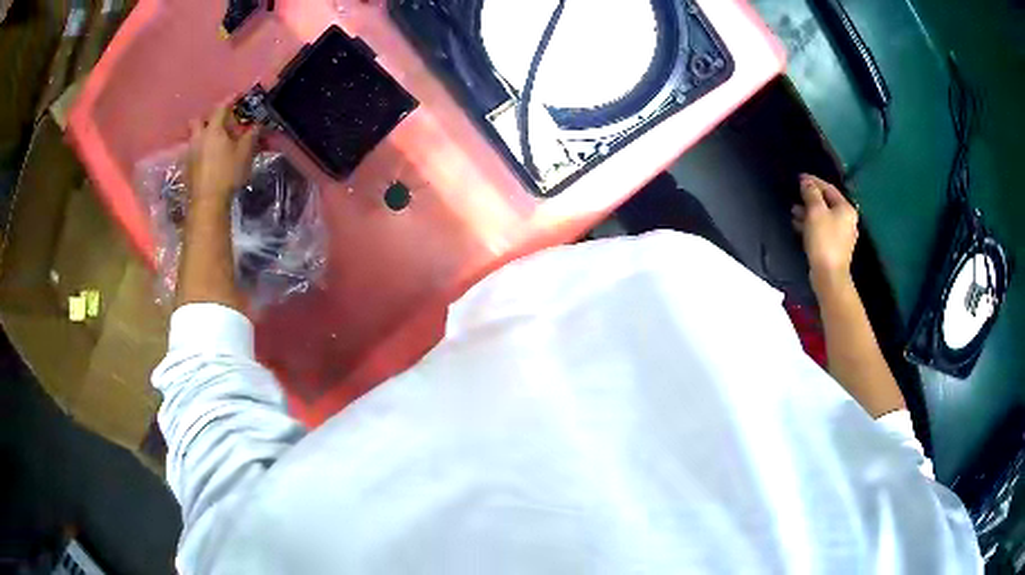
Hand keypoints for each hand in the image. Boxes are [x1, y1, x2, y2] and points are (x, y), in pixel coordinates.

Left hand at [187, 103, 258, 210]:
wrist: (207, 202)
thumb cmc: (227, 174)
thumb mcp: (244, 153)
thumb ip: (250, 136)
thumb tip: (256, 125)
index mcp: (213, 130)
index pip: (221, 108)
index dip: (230, 100)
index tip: (237, 95)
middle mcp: (198, 138)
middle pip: (199, 120)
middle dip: (207, 118)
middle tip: (218, 122)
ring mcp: (190, 153)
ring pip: (193, 137)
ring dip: (201, 134)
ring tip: (212, 141)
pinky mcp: (186, 168)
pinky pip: (192, 152)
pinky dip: (199, 150)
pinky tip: (207, 157)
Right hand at [792, 174, 858, 291]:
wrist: (829, 276)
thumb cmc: (824, 240)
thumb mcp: (815, 211)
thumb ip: (811, 193)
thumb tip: (806, 181)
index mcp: (846, 209)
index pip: (828, 188)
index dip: (813, 182)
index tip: (798, 178)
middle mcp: (847, 220)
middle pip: (826, 203)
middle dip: (809, 199)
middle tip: (794, 196)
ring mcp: (842, 235)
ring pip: (823, 217)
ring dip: (808, 213)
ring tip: (793, 212)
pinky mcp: (834, 248)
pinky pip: (822, 230)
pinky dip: (811, 226)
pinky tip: (799, 226)